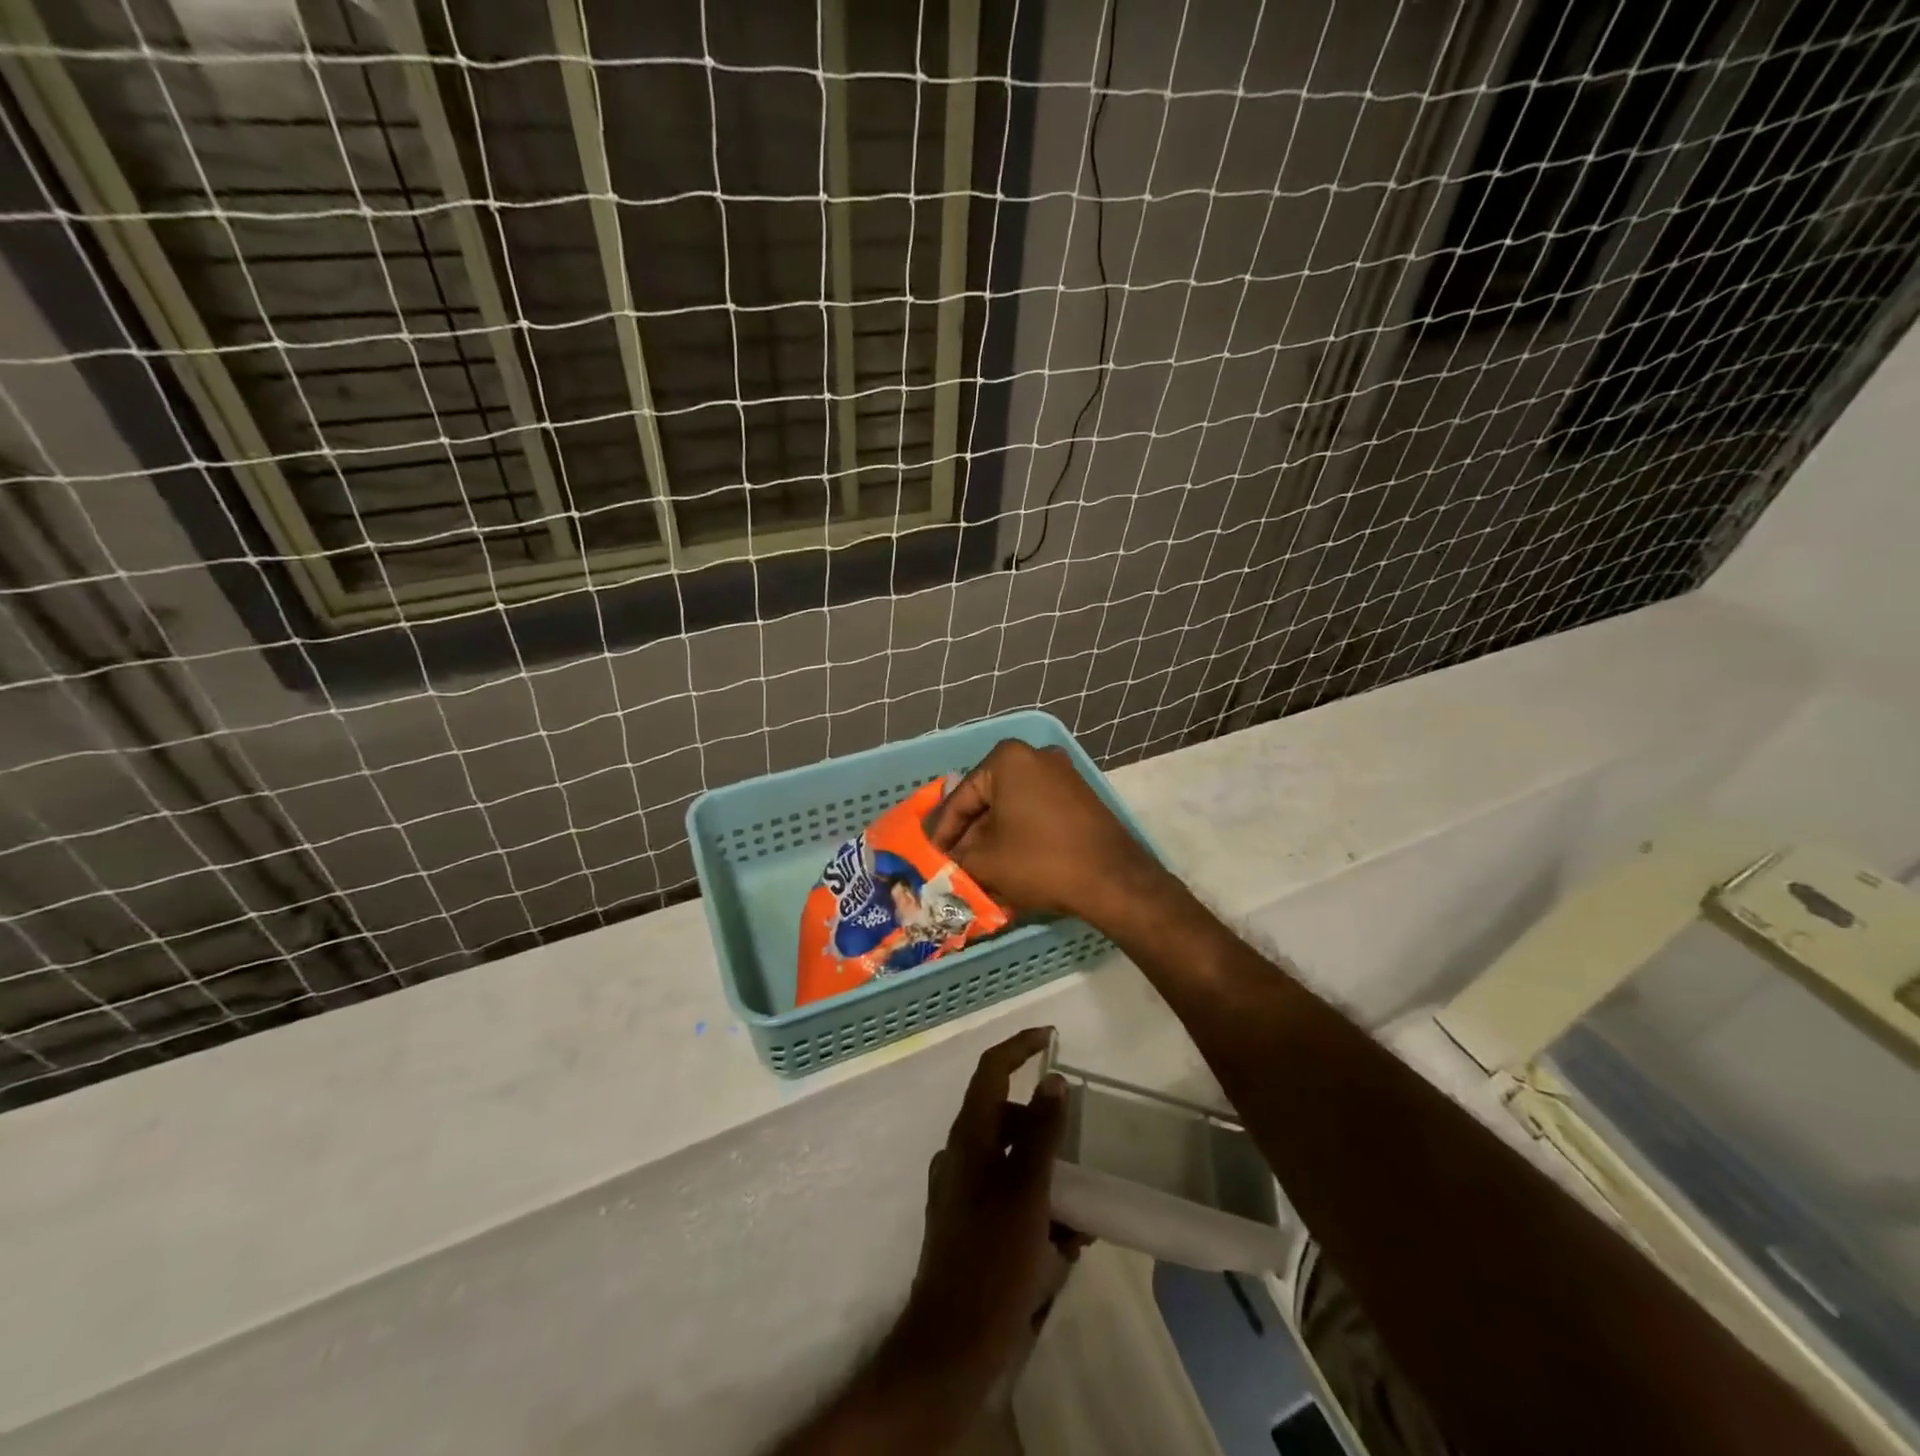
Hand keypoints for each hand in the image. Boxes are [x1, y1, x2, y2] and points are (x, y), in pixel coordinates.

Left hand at [892, 1028, 1084, 1393]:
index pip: (991, 1070)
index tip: (1051, 1036)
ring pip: (1011, 1163)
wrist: (952, 1346)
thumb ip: (1042, 1133)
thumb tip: (1053, 1079)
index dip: (1019, 1046)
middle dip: (1046, 1129)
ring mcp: (960, 1192)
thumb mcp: (1028, 1192)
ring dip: (1047, 1175)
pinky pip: (1008, 1198)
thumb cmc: (993, 1260)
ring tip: (1082, 1214)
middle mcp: (960, 1156)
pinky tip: (1065, 1244)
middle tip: (1081, 1145)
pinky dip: (1037, 1207)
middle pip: (1006, 1118)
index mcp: (969, 1138)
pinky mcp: (967, 1226)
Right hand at [927, 740, 1164, 923]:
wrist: (1112, 880)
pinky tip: (1008, 862)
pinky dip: (1018, 834)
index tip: (928, 857)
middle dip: (969, 834)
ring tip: (976, 869)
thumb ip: (956, 856)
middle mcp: (1036, 755)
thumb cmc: (1040, 861)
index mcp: (1007, 758)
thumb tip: (945, 859)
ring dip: (993, 837)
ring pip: (1012, 807)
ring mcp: (1062, 774)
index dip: (942, 833)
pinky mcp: (1080, 796)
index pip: (961, 798)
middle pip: (987, 799)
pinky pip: (1036, 812)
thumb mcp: (985, 862)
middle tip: (952, 864)